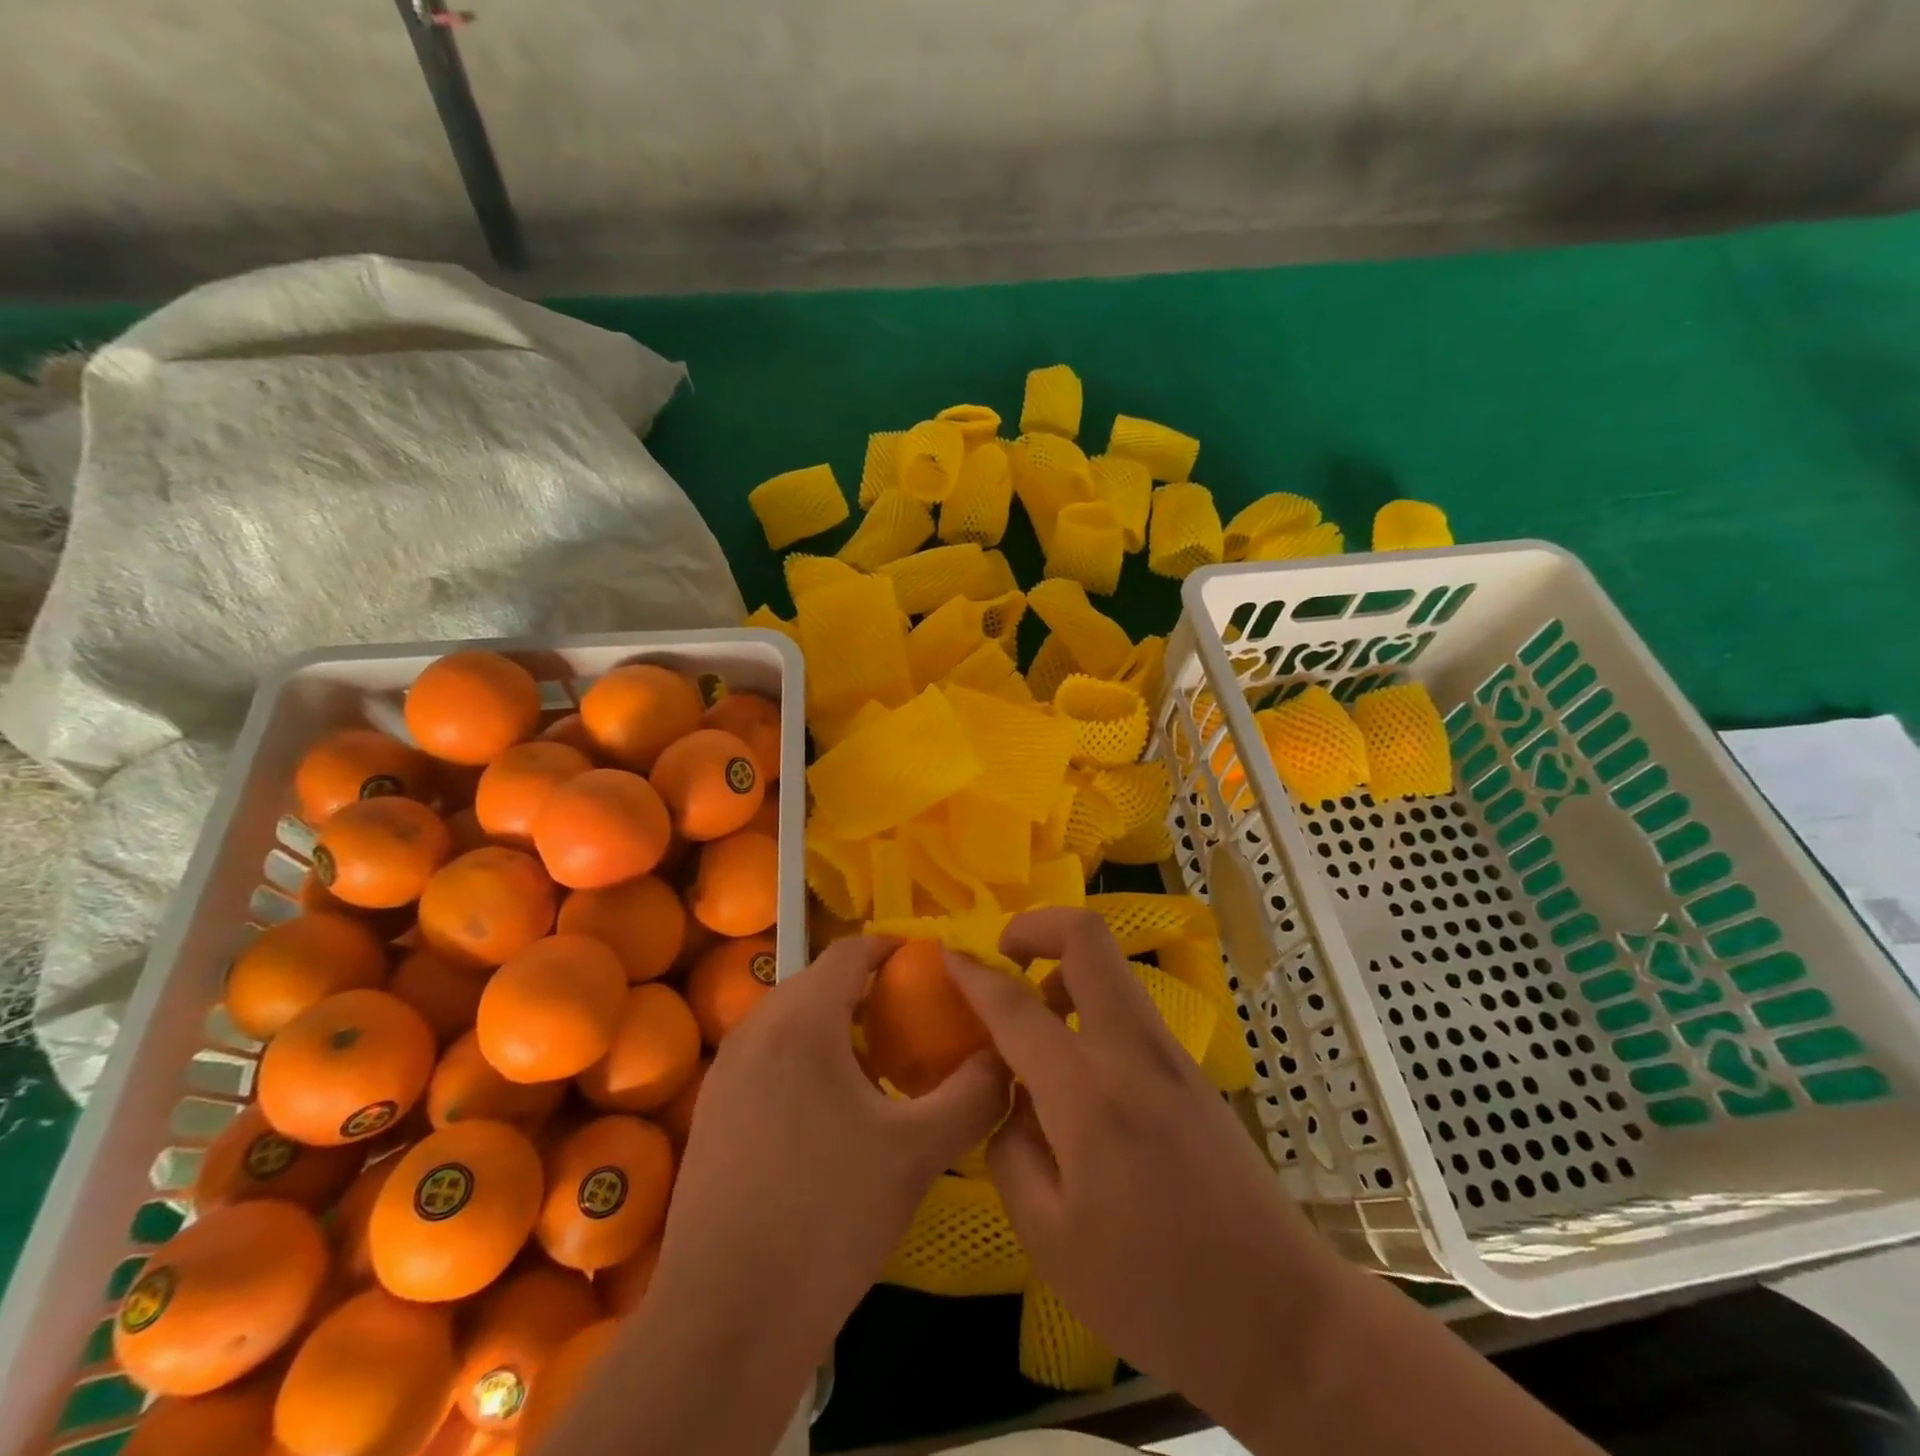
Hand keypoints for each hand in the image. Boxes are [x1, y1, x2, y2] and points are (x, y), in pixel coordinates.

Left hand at [663, 933, 1011, 1350]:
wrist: (725, 1322)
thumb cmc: (828, 1218)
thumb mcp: (918, 1153)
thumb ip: (973, 1094)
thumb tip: (1004, 1059)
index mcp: (801, 1021)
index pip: (849, 950)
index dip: (893, 948)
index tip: (930, 968)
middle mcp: (754, 1030)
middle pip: (818, 981)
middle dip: (866, 989)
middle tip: (912, 1021)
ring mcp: (724, 1072)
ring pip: (789, 1020)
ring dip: (833, 1025)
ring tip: (875, 1066)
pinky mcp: (711, 1112)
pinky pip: (766, 1056)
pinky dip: (803, 1058)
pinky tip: (828, 1113)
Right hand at [949, 909, 1598, 1455]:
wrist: (1283, 1319)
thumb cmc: (1154, 1292)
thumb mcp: (1048, 1237)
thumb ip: (1010, 1147)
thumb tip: (1010, 1097)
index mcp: (1088, 1092)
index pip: (1016, 1005)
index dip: (973, 973)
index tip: (945, 954)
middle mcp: (1132, 1051)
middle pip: (1088, 937)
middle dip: (1037, 926)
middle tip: (1004, 957)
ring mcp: (1169, 1055)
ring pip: (1111, 970)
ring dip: (1064, 972)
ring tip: (1034, 1031)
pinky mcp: (1190, 1072)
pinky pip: (1128, 1010)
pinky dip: (1090, 1008)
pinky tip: (1075, 1075)